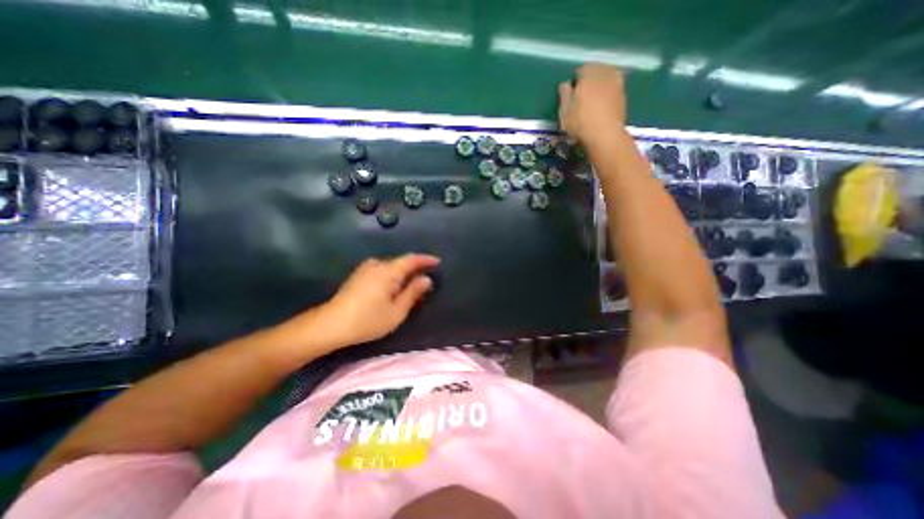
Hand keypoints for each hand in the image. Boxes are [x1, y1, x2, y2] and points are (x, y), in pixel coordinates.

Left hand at [315, 254, 439, 345]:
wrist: (330, 325)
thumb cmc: (367, 320)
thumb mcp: (396, 310)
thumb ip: (413, 292)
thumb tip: (426, 279)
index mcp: (388, 271)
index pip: (412, 259)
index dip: (426, 260)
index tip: (438, 262)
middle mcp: (377, 264)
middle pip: (401, 263)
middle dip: (415, 270)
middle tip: (426, 282)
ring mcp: (365, 269)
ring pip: (391, 268)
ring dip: (403, 275)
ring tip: (411, 287)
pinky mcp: (358, 276)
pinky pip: (382, 272)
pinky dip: (392, 277)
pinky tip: (393, 289)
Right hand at [555, 63, 627, 146]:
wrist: (605, 135)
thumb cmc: (580, 122)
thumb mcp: (565, 111)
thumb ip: (564, 94)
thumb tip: (566, 84)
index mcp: (589, 74)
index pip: (581, 70)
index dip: (576, 80)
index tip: (572, 92)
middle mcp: (605, 74)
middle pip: (596, 71)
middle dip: (590, 80)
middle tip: (583, 96)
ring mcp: (617, 83)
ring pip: (606, 79)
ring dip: (600, 86)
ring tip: (593, 101)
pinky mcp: (623, 95)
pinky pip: (613, 89)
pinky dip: (608, 94)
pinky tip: (602, 107)